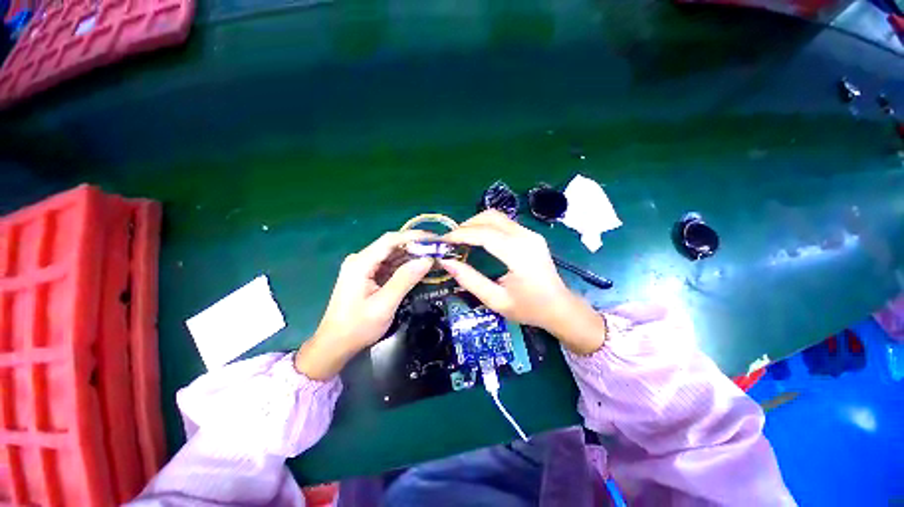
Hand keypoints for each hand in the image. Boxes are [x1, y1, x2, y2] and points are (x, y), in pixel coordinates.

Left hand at [295, 231, 433, 378]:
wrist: (335, 344)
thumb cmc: (358, 327)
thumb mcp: (384, 305)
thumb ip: (405, 280)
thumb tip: (427, 260)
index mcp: (361, 263)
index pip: (390, 240)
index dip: (414, 236)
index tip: (435, 238)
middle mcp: (361, 259)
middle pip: (392, 246)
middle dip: (416, 247)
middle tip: (438, 250)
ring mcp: (363, 267)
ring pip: (392, 255)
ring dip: (412, 256)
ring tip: (434, 258)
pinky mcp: (367, 275)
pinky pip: (389, 265)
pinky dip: (404, 266)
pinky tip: (419, 268)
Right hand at [440, 211, 606, 354]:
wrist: (560, 307)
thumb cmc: (529, 308)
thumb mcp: (496, 300)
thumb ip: (470, 280)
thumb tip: (446, 262)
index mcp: (519, 254)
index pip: (484, 233)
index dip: (460, 234)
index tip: (442, 241)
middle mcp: (526, 237)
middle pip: (490, 218)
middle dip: (466, 225)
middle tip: (451, 240)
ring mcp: (530, 233)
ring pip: (497, 216)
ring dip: (476, 223)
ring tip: (461, 239)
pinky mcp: (531, 235)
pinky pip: (504, 222)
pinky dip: (486, 226)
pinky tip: (478, 239)